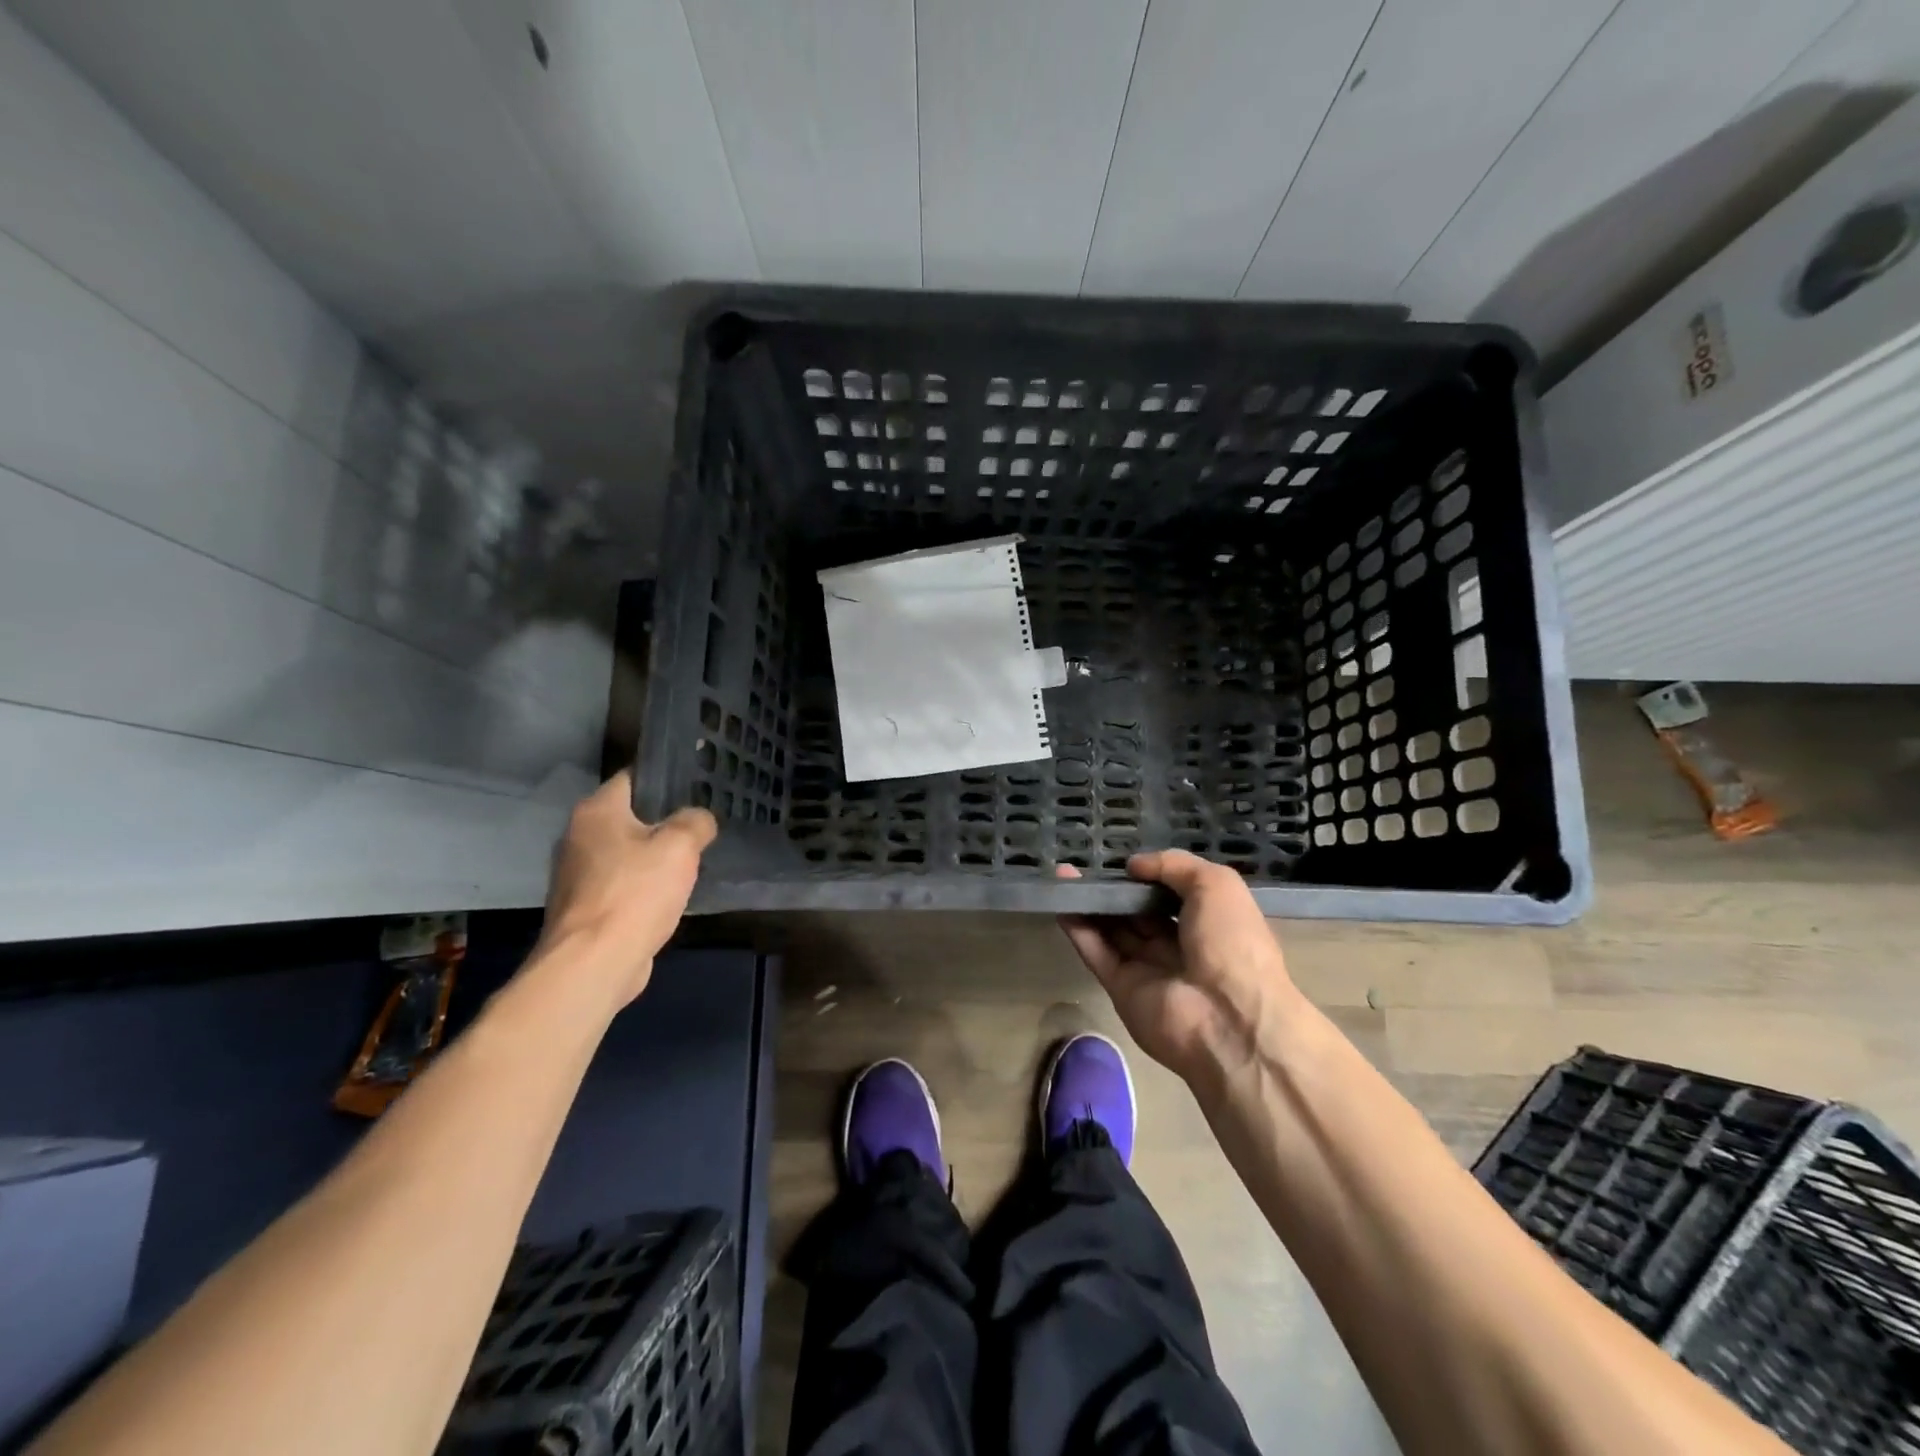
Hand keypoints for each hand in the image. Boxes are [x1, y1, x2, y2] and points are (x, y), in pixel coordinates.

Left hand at [539, 771, 717, 1006]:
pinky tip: (667, 897)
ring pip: (625, 853)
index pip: (633, 777)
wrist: (594, 963)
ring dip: (652, 857)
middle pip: (629, 817)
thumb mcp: (681, 846)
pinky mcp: (582, 907)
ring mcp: (575, 874)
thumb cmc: (635, 893)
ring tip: (690, 861)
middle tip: (699, 825)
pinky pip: (620, 884)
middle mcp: (577, 836)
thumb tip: (698, 820)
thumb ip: (695, 822)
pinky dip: (641, 887)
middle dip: (662, 821)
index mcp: (596, 811)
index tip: (696, 786)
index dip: (665, 779)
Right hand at [1057, 852, 1296, 1081]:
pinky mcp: (1121, 988)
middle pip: (1139, 913)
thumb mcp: (1217, 885)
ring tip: (1063, 875)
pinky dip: (1078, 928)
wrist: (1229, 1020)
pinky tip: (1060, 902)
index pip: (1173, 896)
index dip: (1150, 878)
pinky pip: (1097, 952)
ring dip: (1091, 903)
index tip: (1126, 862)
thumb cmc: (1231, 943)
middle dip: (1116, 890)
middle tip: (1086, 866)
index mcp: (1209, 924)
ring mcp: (1148, 969)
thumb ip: (1174, 865)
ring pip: (1113, 930)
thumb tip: (1134, 865)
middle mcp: (1179, 946)